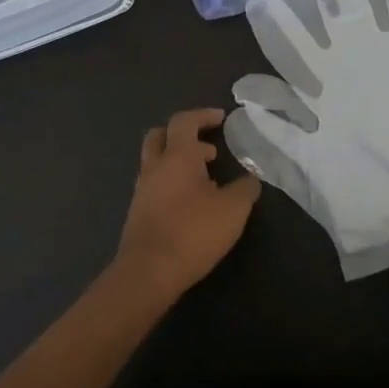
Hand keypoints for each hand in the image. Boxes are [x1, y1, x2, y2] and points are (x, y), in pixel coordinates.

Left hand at [116, 109, 261, 298]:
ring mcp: (142, 190)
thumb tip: (250, 178)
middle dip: (183, 134)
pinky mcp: (138, 213)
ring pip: (156, 161)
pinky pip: (155, 185)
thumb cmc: (193, 232)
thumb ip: (245, 188)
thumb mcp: (233, 209)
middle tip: (206, 146)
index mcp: (177, 156)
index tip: (222, 118)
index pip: (185, 121)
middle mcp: (155, 167)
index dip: (203, 115)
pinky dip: (172, 182)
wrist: (148, 273)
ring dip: (178, 161)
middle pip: (160, 135)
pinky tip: (191, 203)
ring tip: (206, 178)